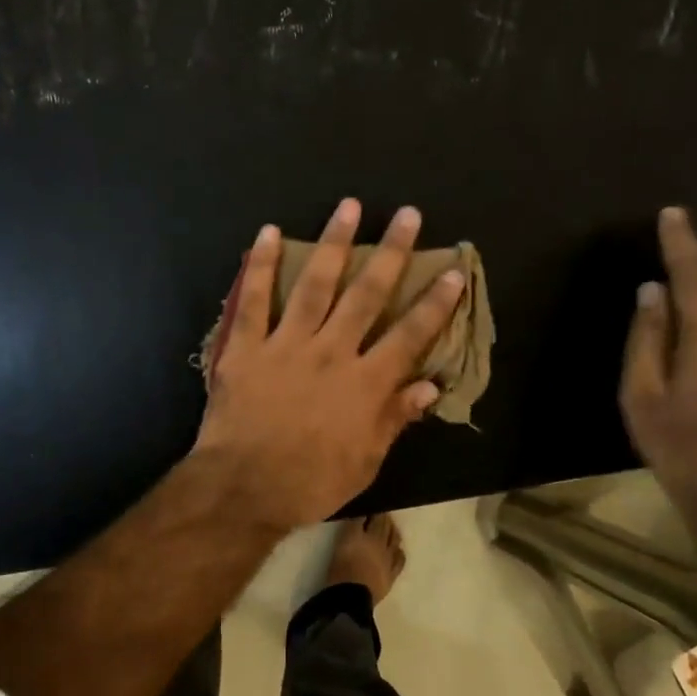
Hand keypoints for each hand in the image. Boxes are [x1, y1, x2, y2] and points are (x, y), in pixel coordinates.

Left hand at [192, 198, 465, 528]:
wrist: (243, 488)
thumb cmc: (309, 482)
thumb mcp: (365, 460)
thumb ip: (395, 418)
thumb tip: (430, 385)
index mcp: (365, 383)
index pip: (410, 335)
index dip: (435, 303)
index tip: (454, 271)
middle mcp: (331, 352)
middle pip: (367, 295)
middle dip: (391, 254)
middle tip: (407, 215)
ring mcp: (286, 344)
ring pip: (315, 284)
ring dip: (334, 243)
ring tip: (349, 207)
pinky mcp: (246, 346)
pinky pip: (253, 299)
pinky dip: (259, 265)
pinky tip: (269, 233)